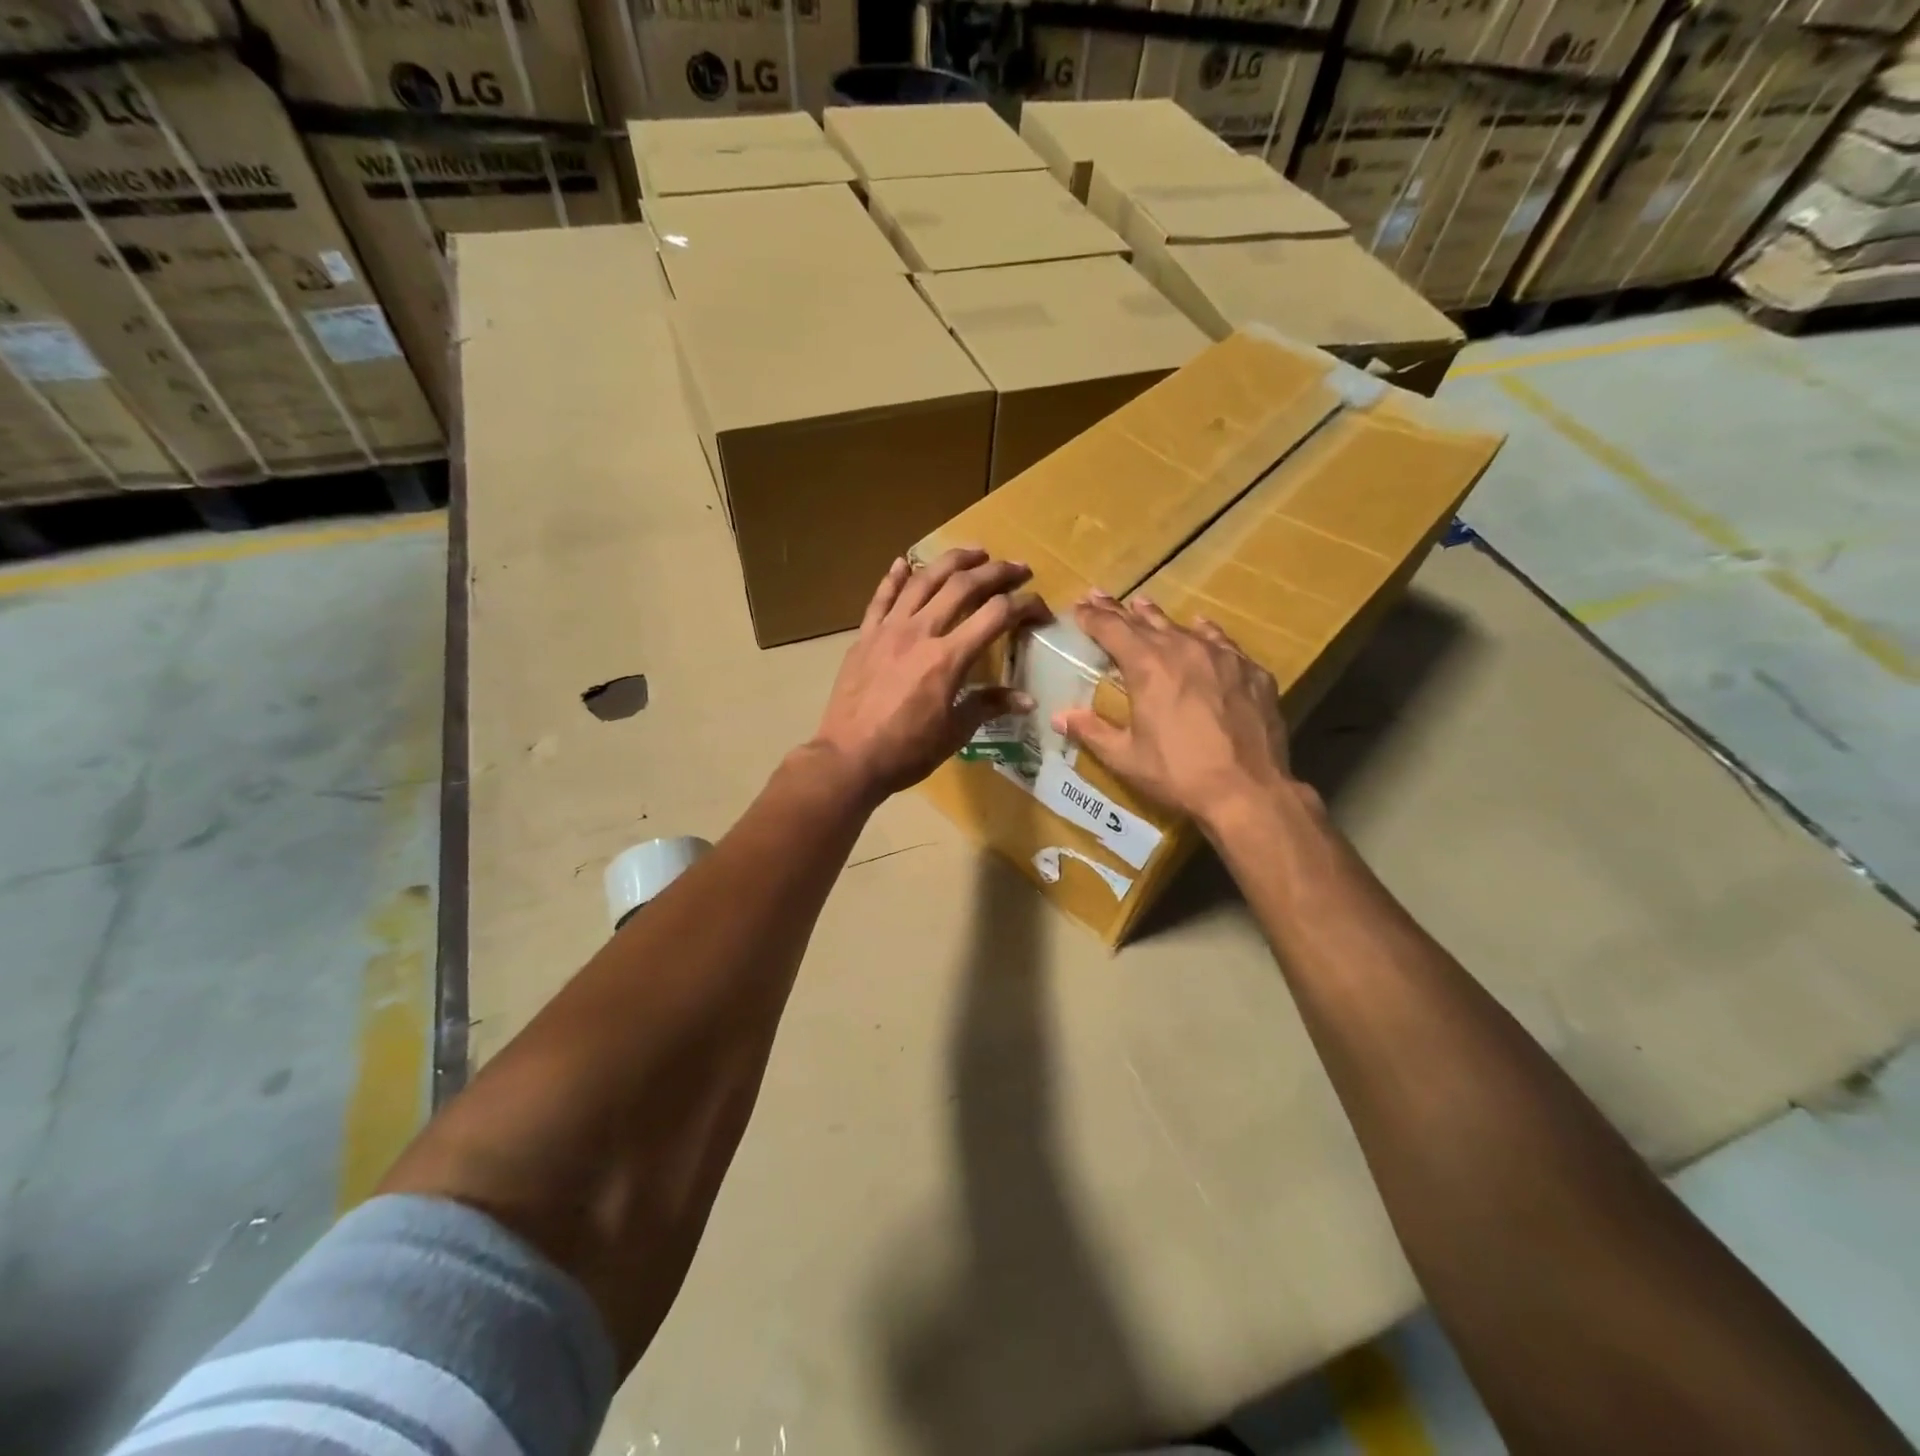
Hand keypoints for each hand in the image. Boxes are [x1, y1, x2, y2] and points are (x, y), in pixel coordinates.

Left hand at [811, 549, 1048, 804]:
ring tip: (975, 552)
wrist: (848, 758)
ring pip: (922, 580)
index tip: (1041, 609)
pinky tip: (904, 561)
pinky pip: (881, 598)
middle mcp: (920, 632)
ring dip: (952, 561)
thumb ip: (988, 706)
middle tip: (1018, 568)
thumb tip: (1027, 700)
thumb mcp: (954, 733)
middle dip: (996, 572)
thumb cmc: (906, 752)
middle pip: (963, 586)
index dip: (1025, 606)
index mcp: (948, 658)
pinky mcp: (864, 636)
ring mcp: (888, 630)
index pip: (996, 616)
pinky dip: (894, 577)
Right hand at [1053, 593, 1294, 830]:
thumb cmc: (1178, 774)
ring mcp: (1223, 657)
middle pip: (1146, 622)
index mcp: (1148, 667)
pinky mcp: (1252, 672)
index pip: (1112, 630)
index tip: (1079, 607)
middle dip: (1119, 611)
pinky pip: (1222, 643)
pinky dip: (1205, 634)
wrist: (1248, 790)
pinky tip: (1202, 628)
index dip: (1093, 617)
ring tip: (1144, 606)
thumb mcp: (1125, 758)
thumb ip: (1092, 731)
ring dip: (1159, 618)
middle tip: (1100, 596)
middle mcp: (1184, 649)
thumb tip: (1059, 717)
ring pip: (1184, 627)